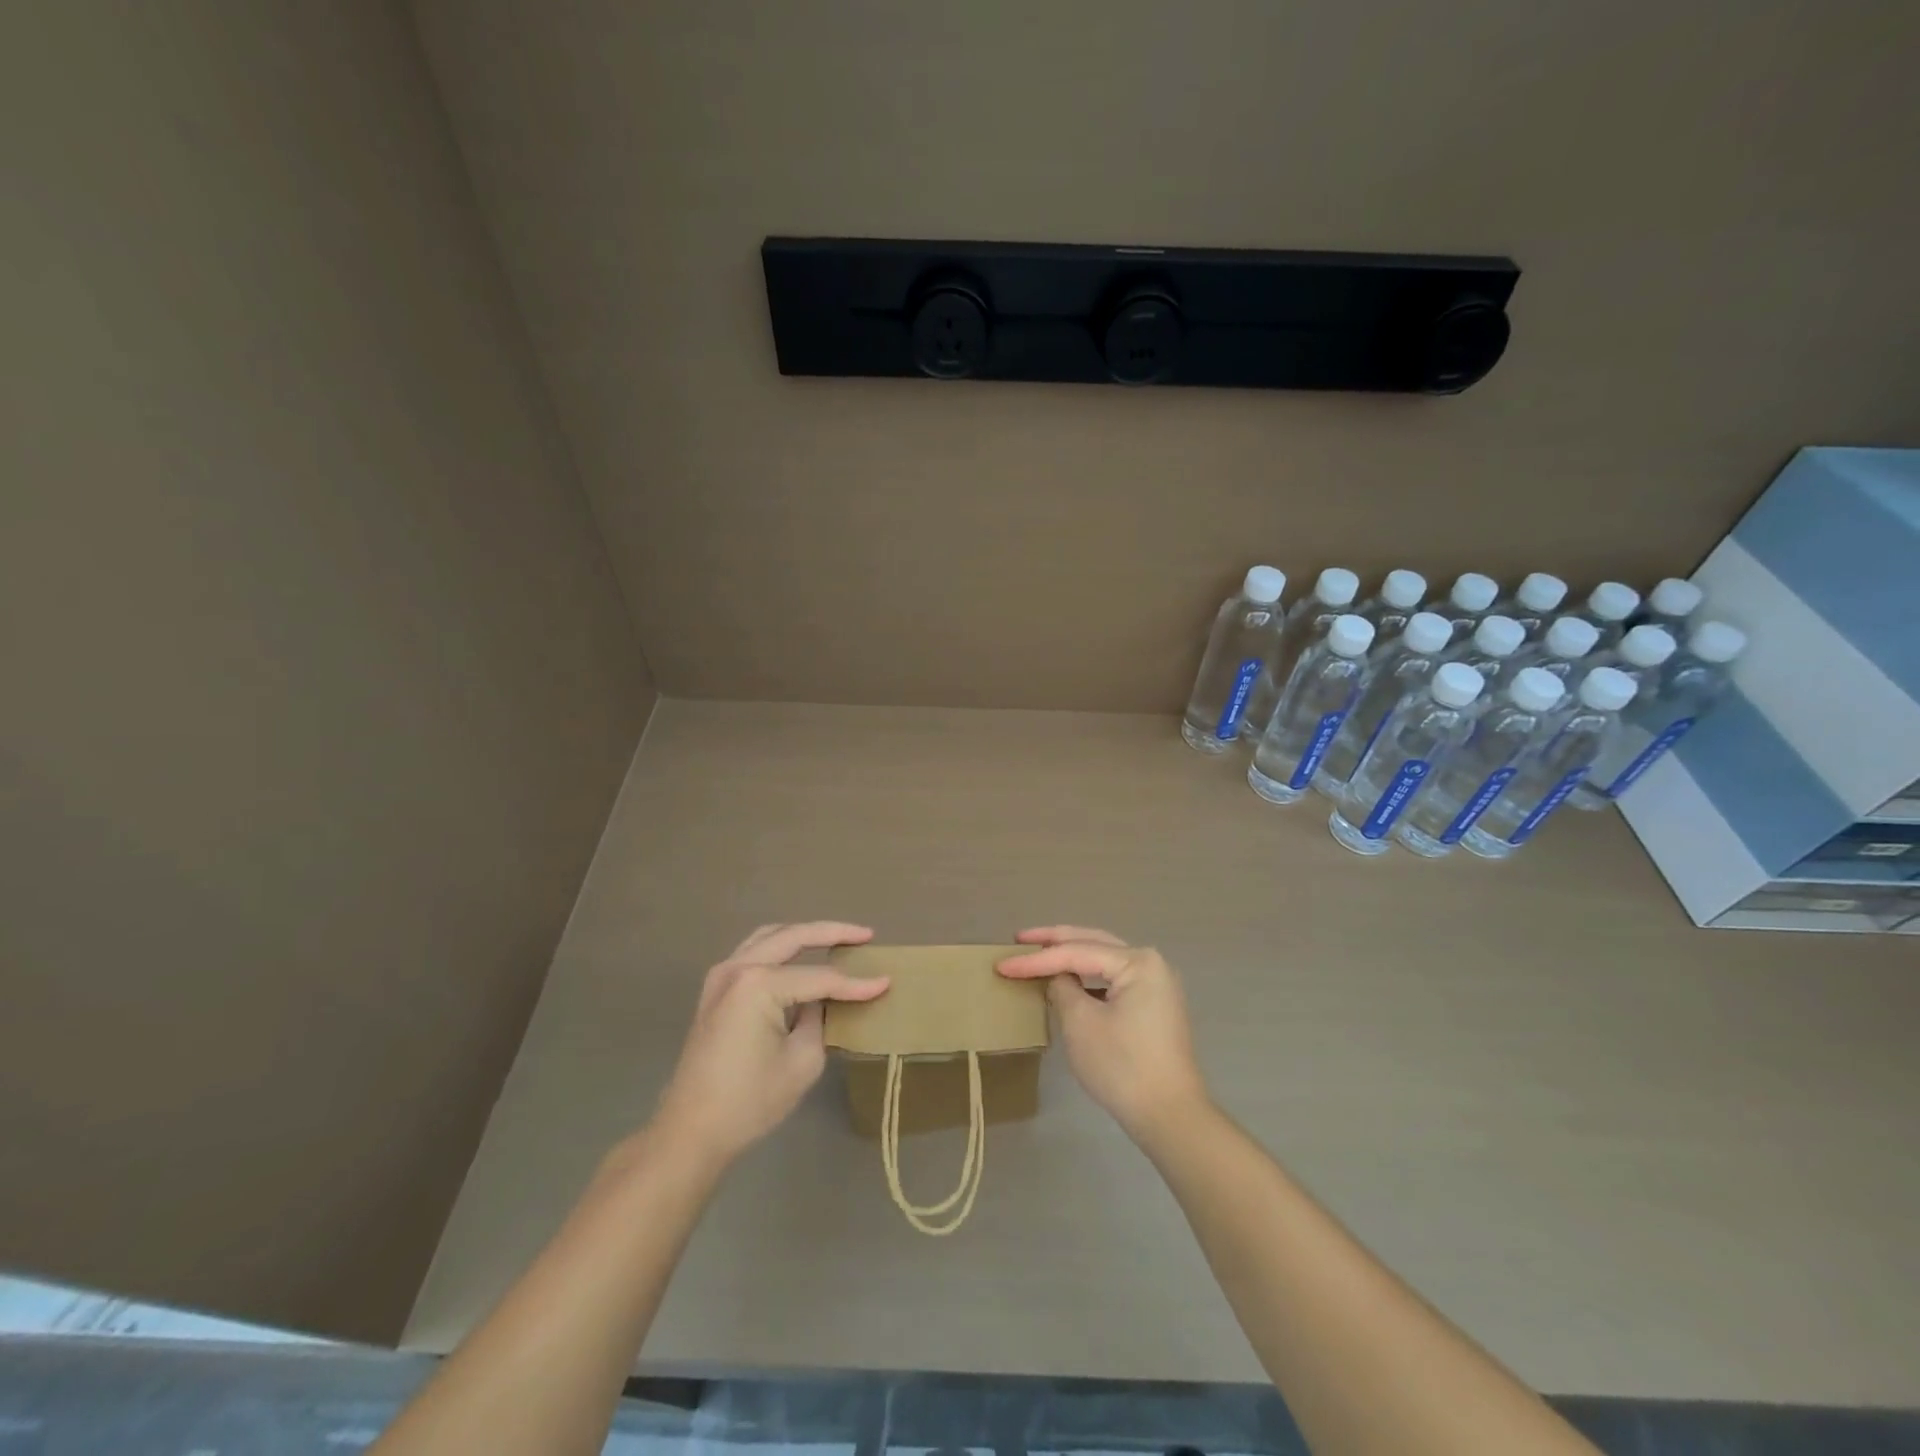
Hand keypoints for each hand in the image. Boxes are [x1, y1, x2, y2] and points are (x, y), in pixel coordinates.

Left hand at [652, 922, 887, 1166]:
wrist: (691, 1131)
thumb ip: (820, 1019)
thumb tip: (825, 1000)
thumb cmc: (750, 1101)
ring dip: (804, 934)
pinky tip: (801, 955)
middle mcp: (738, 968)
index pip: (820, 978)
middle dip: (832, 932)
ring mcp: (722, 975)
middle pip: (793, 937)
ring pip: (770, 936)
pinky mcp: (715, 989)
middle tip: (865, 935)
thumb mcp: (802, 1061)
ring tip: (838, 937)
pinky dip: (781, 947)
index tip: (886, 982)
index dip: (855, 983)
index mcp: (759, 984)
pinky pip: (754, 952)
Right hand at [998, 926, 1209, 1144]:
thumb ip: (1061, 988)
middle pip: (1093, 943)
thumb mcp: (1080, 1023)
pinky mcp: (1153, 1007)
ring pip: (1104, 960)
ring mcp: (1156, 986)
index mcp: (1137, 962)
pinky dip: (1088, 977)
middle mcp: (1151, 964)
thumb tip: (1056, 978)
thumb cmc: (1123, 1066)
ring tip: (1039, 953)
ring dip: (1071, 956)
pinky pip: (1113, 979)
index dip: (1035, 959)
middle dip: (1055, 940)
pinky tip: (1068, 981)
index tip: (1002, 964)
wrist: (1170, 1116)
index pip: (1076, 952)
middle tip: (1020, 938)